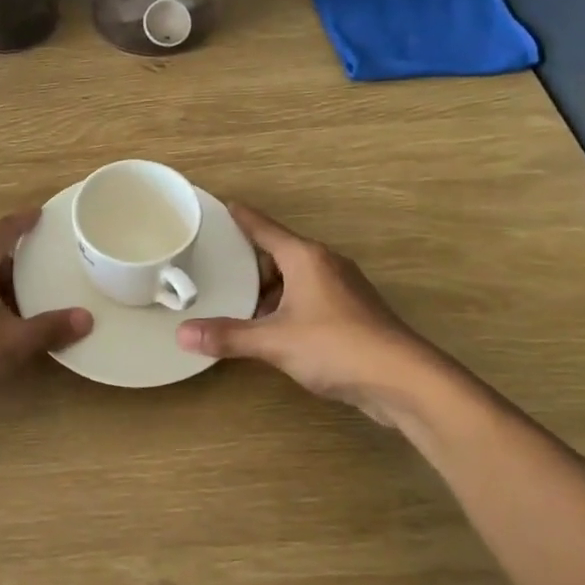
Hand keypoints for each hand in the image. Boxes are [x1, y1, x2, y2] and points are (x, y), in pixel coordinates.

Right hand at [175, 203, 463, 425]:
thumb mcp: (275, 341)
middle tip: (217, 265)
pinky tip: (273, 327)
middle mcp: (326, 265)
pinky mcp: (353, 314)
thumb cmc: (336, 346)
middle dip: (251, 260)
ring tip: (238, 300)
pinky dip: (288, 305)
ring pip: (296, 278)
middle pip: (280, 253)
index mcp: (305, 258)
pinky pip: (310, 298)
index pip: (265, 229)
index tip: (224, 205)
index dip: (243, 217)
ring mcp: (343, 289)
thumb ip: (229, 336)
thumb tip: (182, 334)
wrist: (402, 379)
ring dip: (270, 288)